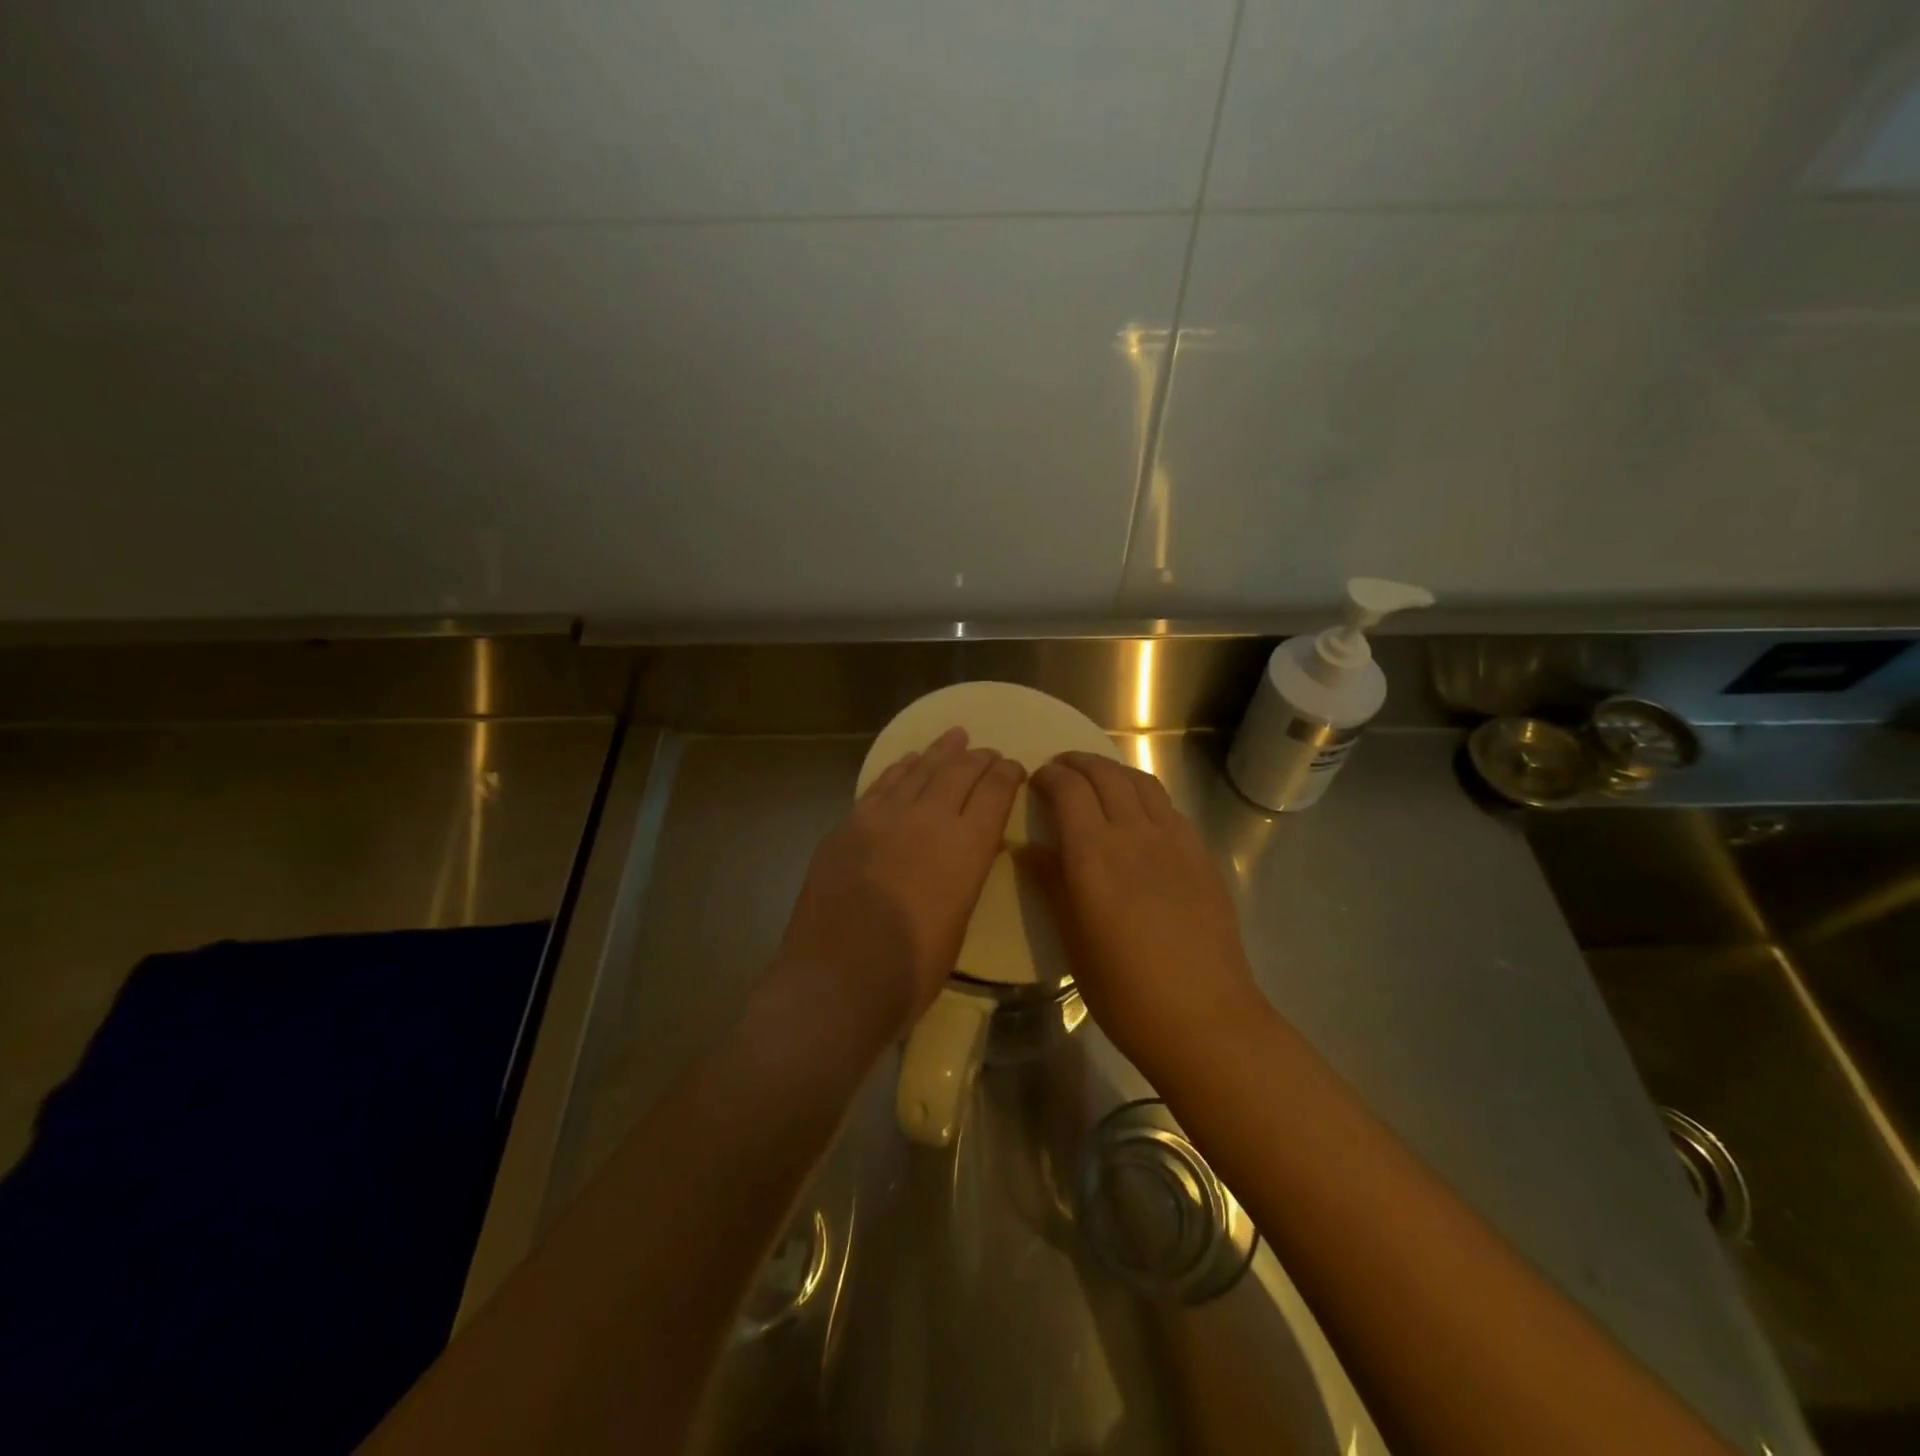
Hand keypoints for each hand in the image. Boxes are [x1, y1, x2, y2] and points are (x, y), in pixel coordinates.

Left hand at [774, 727, 1024, 1040]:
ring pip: (919, 770)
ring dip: (941, 752)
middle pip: (959, 772)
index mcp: (965, 848)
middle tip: (989, 752)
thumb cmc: (910, 971)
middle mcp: (927, 819)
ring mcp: (882, 817)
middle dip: (979, 758)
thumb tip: (969, 850)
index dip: (1007, 775)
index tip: (1013, 767)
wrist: (836, 983)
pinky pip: (882, 785)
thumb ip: (965, 875)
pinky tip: (910, 761)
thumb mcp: (959, 922)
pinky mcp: (849, 825)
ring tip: (955, 737)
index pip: (994, 793)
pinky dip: (901, 768)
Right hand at [1027, 752, 1268, 1079]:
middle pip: (1105, 775)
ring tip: (1096, 779)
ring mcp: (1174, 840)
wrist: (1203, 1017)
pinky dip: (1144, 794)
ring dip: (1113, 770)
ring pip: (1141, 782)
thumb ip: (1051, 884)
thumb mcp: (1072, 939)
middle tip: (1060, 770)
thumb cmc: (1123, 989)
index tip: (1035, 780)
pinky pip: (1168, 806)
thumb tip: (1028, 849)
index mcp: (1094, 854)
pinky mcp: (1201, 854)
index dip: (1049, 776)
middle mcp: (1134, 833)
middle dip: (1078, 763)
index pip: (1069, 789)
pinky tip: (1138, 812)